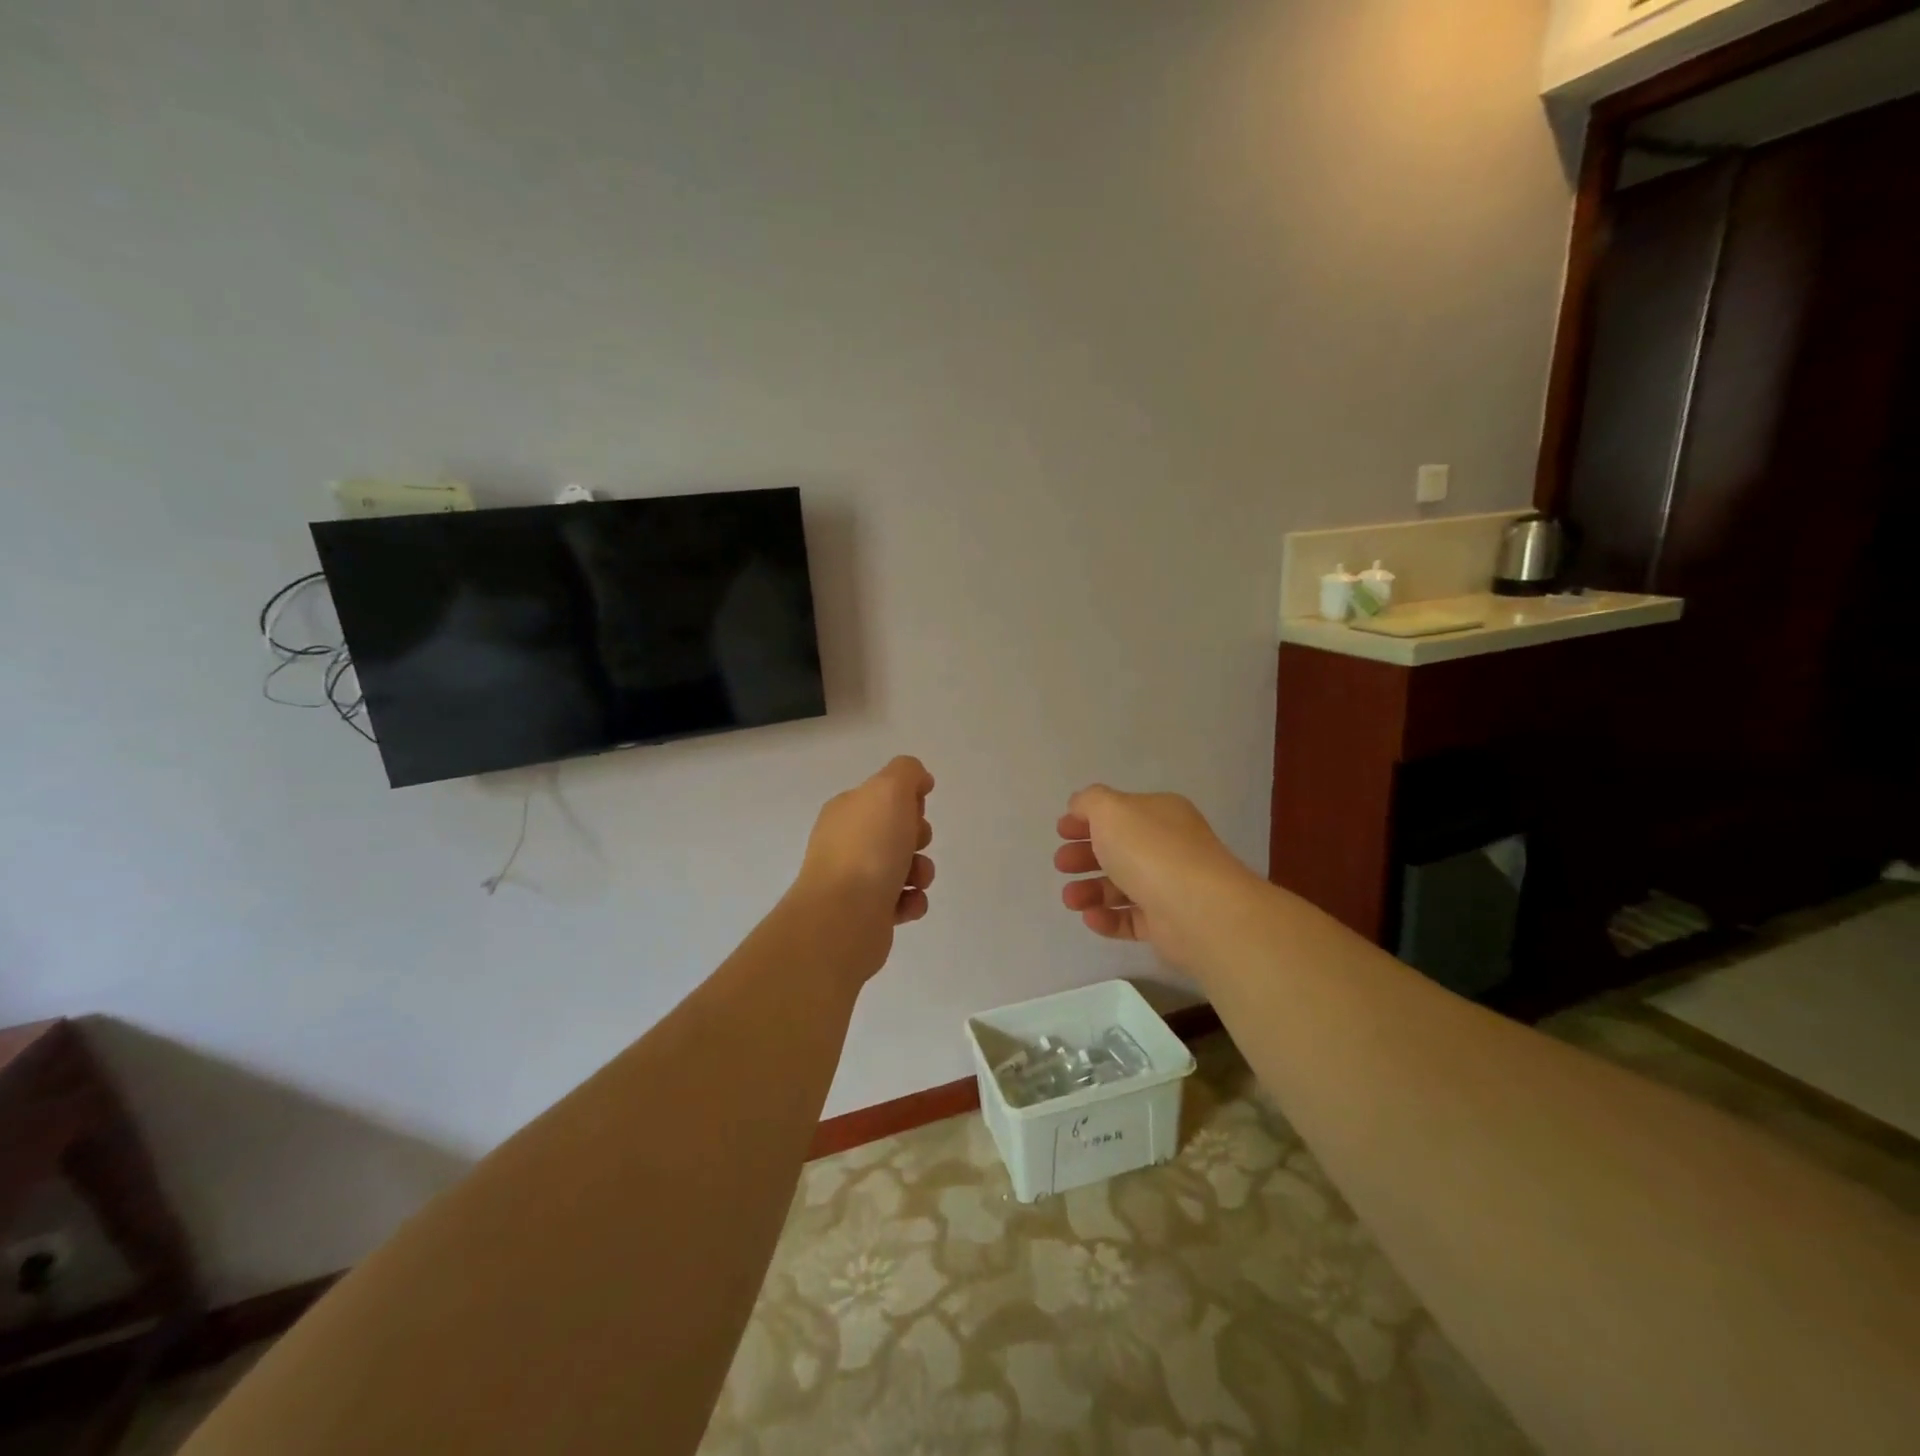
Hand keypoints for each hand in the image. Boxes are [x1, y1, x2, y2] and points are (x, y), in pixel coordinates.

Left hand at [793, 756, 935, 978]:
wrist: (844, 917)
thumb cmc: (868, 848)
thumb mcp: (889, 790)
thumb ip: (906, 772)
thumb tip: (919, 780)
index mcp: (846, 810)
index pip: (883, 795)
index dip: (908, 800)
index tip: (916, 810)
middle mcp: (846, 842)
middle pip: (896, 831)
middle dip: (919, 836)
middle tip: (915, 844)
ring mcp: (853, 879)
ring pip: (903, 867)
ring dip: (921, 871)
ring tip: (916, 881)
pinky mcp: (865, 914)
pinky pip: (901, 901)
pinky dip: (912, 901)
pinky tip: (908, 903)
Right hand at [1053, 785, 1252, 968]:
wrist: (1197, 909)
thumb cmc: (1150, 850)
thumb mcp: (1111, 810)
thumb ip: (1089, 802)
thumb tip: (1079, 806)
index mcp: (1160, 814)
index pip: (1120, 812)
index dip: (1087, 819)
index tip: (1061, 831)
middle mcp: (1168, 847)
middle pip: (1118, 849)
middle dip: (1084, 855)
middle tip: (1061, 864)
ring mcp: (1169, 886)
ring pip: (1121, 886)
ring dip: (1090, 890)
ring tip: (1070, 900)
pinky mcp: (1167, 924)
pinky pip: (1131, 919)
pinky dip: (1108, 918)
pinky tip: (1090, 917)